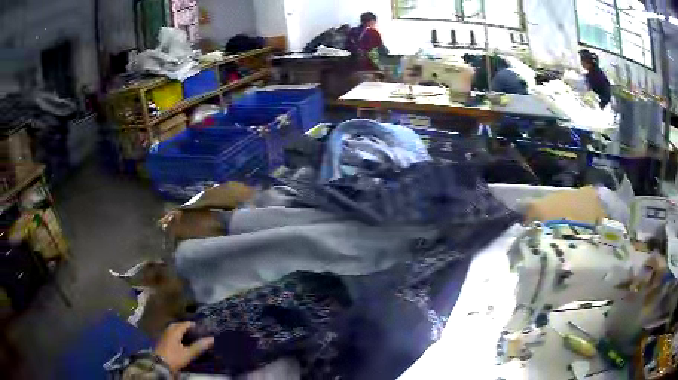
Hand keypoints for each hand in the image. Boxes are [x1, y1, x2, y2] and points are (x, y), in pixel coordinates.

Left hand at [153, 321, 213, 372]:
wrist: (160, 363)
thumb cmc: (175, 357)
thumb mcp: (188, 353)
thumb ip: (199, 346)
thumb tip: (212, 339)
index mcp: (175, 331)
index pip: (185, 324)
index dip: (194, 325)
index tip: (202, 328)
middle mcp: (168, 330)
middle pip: (178, 325)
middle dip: (186, 326)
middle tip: (195, 331)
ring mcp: (164, 334)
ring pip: (173, 329)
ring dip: (180, 330)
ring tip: (188, 335)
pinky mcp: (162, 340)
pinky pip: (170, 333)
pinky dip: (176, 334)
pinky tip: (180, 340)